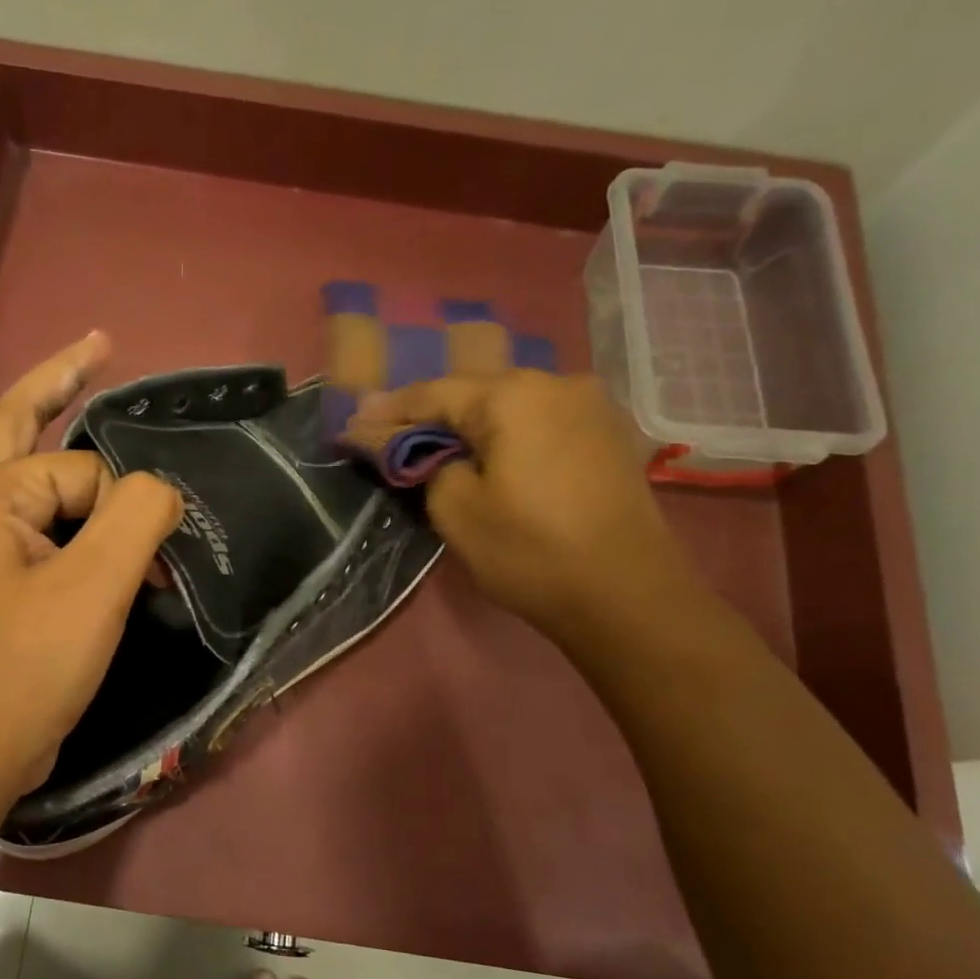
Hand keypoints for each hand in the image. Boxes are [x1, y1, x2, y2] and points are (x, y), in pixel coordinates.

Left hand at [0, 332, 182, 796]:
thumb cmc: (27, 668)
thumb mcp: (97, 586)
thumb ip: (138, 514)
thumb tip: (159, 488)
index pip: (81, 470)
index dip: (125, 508)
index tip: (150, 563)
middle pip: (23, 426)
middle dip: (64, 382)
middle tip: (102, 345)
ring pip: (34, 483)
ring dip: (79, 474)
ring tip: (110, 442)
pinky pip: (35, 527)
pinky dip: (71, 522)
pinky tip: (96, 529)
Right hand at [346, 371, 702, 638]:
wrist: (627, 595)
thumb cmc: (530, 552)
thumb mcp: (456, 511)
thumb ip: (422, 463)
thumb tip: (409, 445)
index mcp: (513, 396)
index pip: (433, 393)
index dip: (388, 412)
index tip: (352, 425)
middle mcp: (556, 383)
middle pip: (474, 393)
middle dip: (429, 414)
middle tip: (389, 434)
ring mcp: (591, 406)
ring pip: (510, 406)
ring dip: (470, 424)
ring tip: (435, 445)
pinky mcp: (609, 435)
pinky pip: (541, 422)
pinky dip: (507, 434)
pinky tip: (490, 454)